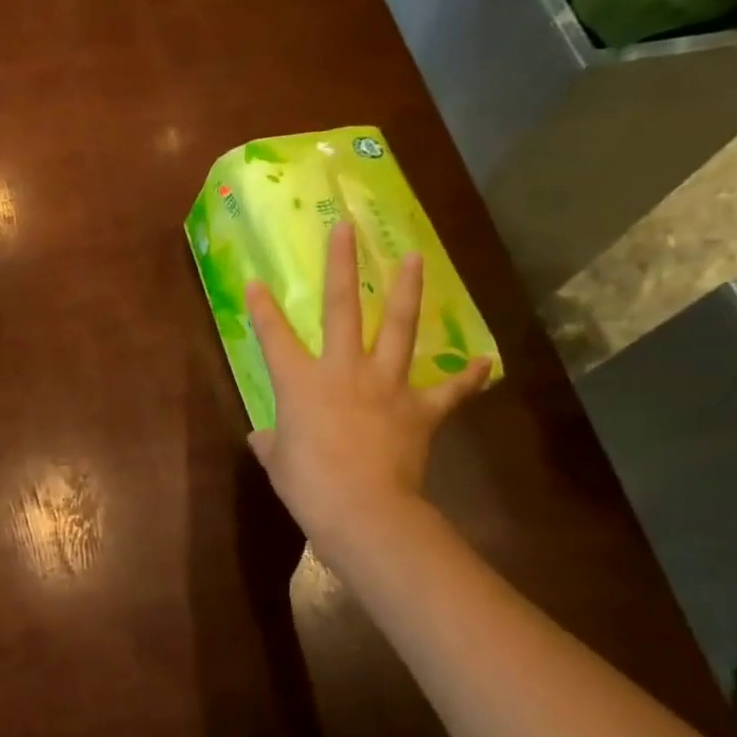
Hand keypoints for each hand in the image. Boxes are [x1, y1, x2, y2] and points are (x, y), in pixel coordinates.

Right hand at [245, 221, 489, 562]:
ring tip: (415, 258)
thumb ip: (271, 442)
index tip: (256, 281)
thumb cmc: (307, 483)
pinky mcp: (420, 410)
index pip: (274, 336)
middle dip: (342, 266)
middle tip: (345, 229)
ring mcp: (386, 385)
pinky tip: (480, 361)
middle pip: (343, 308)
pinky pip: (448, 390)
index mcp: (299, 382)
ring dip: (408, 291)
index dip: (262, 308)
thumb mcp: (277, 461)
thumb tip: (263, 437)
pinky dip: (465, 377)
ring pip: (399, 327)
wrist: (361, 507)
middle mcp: (343, 370)